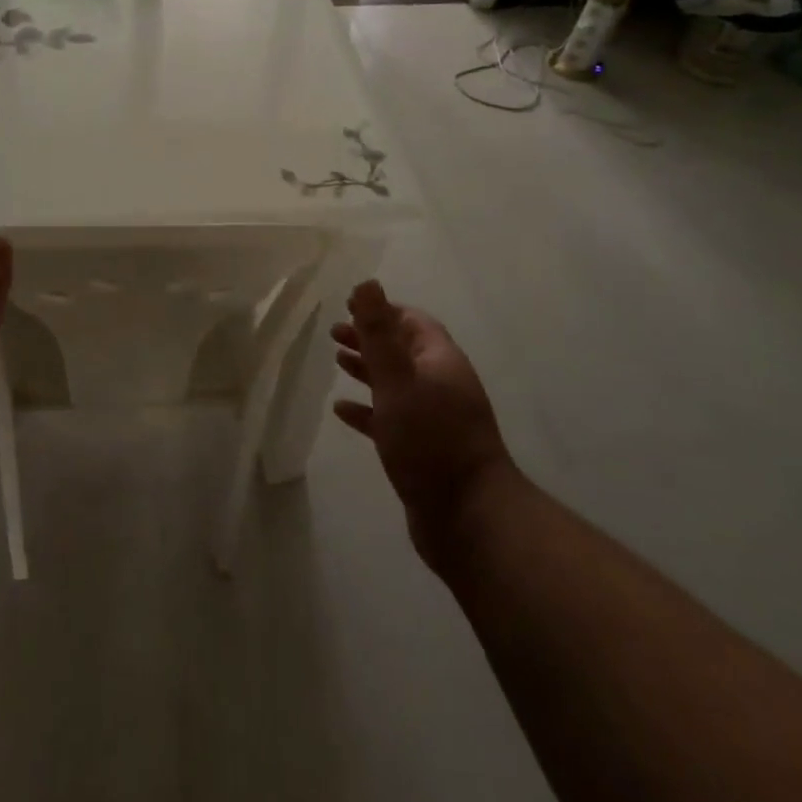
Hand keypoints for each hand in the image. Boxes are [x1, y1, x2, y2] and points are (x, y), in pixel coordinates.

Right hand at [332, 281, 516, 570]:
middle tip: (334, 332)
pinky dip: (367, 409)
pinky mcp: (422, 449)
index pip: (413, 322)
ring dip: (368, 370)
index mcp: (441, 362)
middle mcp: (441, 385)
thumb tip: (368, 282)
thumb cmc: (430, 439)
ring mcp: (434, 419)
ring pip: (396, 383)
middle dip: (370, 338)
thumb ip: (379, 332)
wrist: (468, 518)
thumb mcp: (397, 379)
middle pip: (402, 350)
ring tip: (337, 361)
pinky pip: (391, 418)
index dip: (383, 310)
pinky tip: (342, 410)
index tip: (349, 304)